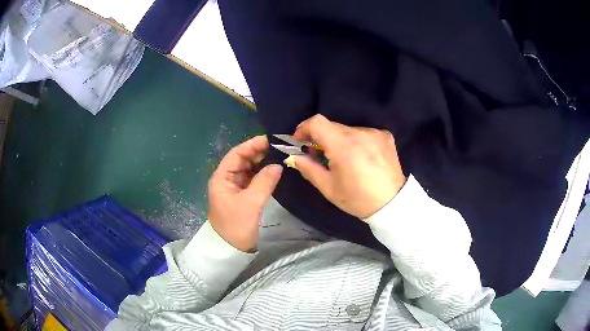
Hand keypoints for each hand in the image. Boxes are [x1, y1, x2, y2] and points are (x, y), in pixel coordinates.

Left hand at [208, 136, 282, 251]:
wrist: (231, 249)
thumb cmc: (236, 225)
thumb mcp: (250, 203)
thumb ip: (264, 182)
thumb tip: (278, 165)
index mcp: (221, 178)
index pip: (236, 154)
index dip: (251, 145)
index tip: (269, 140)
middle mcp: (226, 180)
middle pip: (242, 160)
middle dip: (258, 153)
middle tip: (278, 148)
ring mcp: (234, 188)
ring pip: (248, 170)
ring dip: (261, 163)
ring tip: (279, 156)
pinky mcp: (242, 196)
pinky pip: (252, 180)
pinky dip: (262, 175)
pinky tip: (274, 171)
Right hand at [292, 115, 405, 218]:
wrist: (393, 204)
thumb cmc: (357, 199)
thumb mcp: (328, 188)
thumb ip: (308, 168)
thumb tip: (296, 156)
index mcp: (344, 145)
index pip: (317, 122)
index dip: (304, 128)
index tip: (300, 141)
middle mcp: (360, 133)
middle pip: (332, 126)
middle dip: (322, 138)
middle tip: (320, 156)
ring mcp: (375, 133)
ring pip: (348, 130)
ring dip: (340, 141)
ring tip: (346, 161)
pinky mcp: (385, 136)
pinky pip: (364, 133)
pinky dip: (357, 142)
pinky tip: (362, 158)